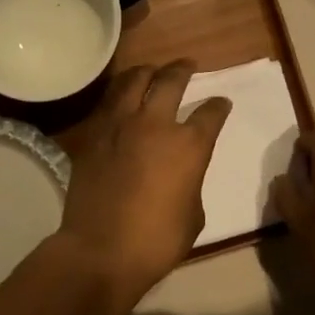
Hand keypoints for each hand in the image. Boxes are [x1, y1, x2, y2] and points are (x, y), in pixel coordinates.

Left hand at [57, 62, 230, 306]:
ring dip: (146, 72)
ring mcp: (119, 126)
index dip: (219, 107)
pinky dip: (120, 96)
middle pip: (170, 81)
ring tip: (151, 71)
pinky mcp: (93, 136)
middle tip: (187, 65)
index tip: (221, 104)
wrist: (101, 249)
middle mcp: (154, 124)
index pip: (210, 113)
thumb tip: (181, 173)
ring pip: (133, 81)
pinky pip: (108, 104)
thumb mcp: (193, 214)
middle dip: (183, 69)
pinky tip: (122, 99)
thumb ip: (190, 182)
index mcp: (188, 145)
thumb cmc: (157, 240)